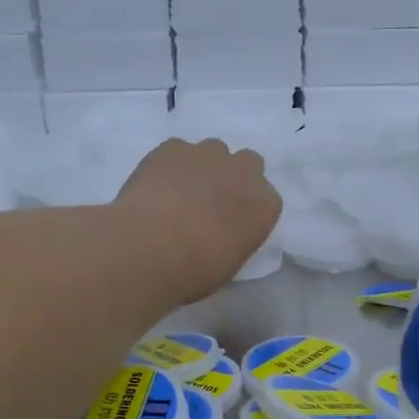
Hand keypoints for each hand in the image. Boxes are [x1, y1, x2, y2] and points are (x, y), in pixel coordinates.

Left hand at [114, 139, 280, 303]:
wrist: (151, 248)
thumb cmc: (196, 270)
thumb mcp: (230, 262)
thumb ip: (236, 237)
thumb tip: (222, 232)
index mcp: (265, 206)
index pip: (266, 199)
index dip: (247, 208)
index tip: (232, 222)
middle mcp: (244, 172)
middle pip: (247, 163)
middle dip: (233, 177)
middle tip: (210, 201)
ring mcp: (209, 154)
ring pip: (213, 150)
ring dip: (203, 166)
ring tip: (179, 192)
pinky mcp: (173, 147)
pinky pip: (177, 150)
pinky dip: (170, 164)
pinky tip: (156, 186)